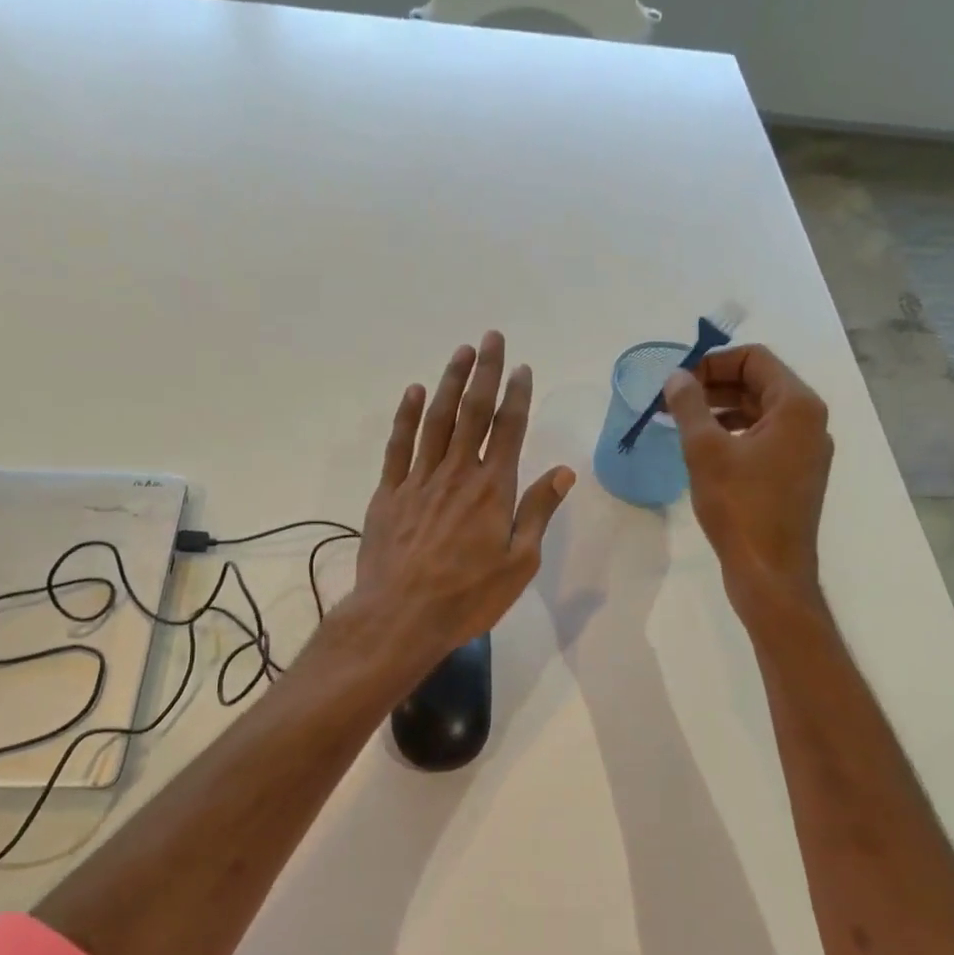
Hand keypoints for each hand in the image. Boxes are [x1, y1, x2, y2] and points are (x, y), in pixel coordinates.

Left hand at [352, 331, 575, 668]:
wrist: (401, 617)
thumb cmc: (468, 596)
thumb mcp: (519, 563)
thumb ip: (538, 512)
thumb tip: (564, 471)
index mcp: (493, 489)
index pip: (509, 429)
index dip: (516, 394)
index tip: (522, 367)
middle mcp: (456, 473)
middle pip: (472, 412)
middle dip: (484, 372)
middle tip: (490, 338)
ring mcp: (418, 480)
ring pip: (435, 420)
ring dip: (448, 383)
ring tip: (460, 353)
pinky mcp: (388, 494)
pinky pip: (398, 446)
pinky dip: (406, 417)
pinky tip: (412, 393)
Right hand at [662, 344, 832, 617]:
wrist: (770, 572)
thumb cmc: (739, 507)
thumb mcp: (705, 451)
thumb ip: (688, 405)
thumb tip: (676, 377)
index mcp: (797, 406)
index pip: (755, 358)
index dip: (713, 362)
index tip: (678, 381)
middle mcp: (810, 422)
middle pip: (759, 383)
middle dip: (714, 385)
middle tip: (674, 400)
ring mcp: (806, 450)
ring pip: (760, 412)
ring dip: (721, 410)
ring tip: (682, 422)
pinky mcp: (796, 475)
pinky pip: (764, 438)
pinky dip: (734, 434)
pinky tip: (705, 450)